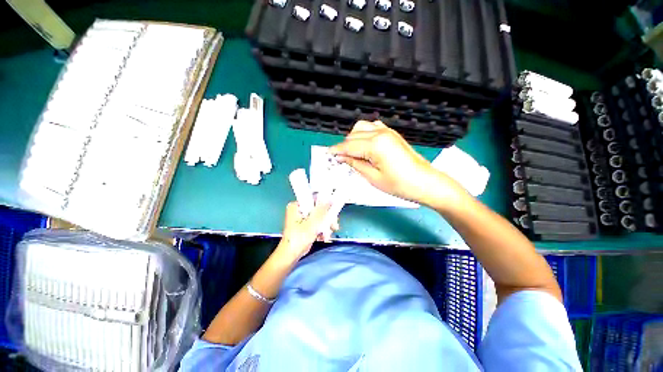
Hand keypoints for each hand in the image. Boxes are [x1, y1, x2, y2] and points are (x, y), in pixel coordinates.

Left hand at [276, 201, 339, 260]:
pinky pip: (317, 223)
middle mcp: (299, 209)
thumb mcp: (312, 223)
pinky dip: (322, 229)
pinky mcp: (306, 225)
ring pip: (320, 216)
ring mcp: (303, 217)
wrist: (291, 255)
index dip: (325, 204)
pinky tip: (324, 237)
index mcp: (297, 205)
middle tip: (334, 226)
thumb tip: (331, 198)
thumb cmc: (299, 239)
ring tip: (327, 235)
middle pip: (319, 209)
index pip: (314, 199)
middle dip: (327, 219)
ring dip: (326, 226)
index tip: (333, 212)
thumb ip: (322, 210)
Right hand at [329, 120, 465, 206]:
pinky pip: (372, 128)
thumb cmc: (399, 184)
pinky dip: (364, 134)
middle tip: (340, 159)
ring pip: (361, 128)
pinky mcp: (392, 134)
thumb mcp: (373, 177)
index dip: (337, 150)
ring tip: (352, 153)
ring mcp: (387, 131)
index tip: (328, 155)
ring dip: (353, 139)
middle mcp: (380, 133)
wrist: (425, 182)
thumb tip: (342, 157)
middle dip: (344, 146)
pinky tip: (364, 145)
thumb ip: (355, 164)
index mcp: (375, 144)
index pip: (349, 145)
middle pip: (353, 135)